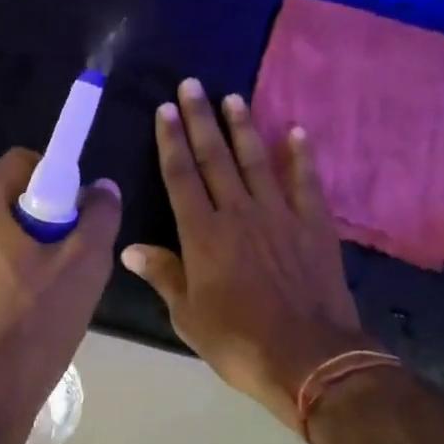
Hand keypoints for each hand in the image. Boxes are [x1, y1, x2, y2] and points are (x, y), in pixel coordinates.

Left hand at [0, 148, 121, 424]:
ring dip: (8, 253)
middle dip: (33, 222)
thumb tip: (101, 188)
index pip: (21, 163)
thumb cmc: (30, 329)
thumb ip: (98, 217)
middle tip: (59, 263)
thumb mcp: (83, 268)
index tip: (71, 220)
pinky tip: (3, 322)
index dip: (55, 183)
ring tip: (33, 299)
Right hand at [122, 80, 374, 429]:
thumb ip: (163, 275)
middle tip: (192, 85)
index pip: (181, 176)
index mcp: (203, 234)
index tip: (166, 110)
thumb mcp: (188, 316)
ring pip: (256, 160)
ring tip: (232, 97)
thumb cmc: (239, 341)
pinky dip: (301, 155)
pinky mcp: (313, 225)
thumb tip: (130, 247)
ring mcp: (279, 215)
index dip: (172, 141)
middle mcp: (238, 213)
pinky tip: (296, 131)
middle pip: (215, 158)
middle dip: (201, 119)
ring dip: (243, 127)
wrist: (309, 358)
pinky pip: (305, 182)